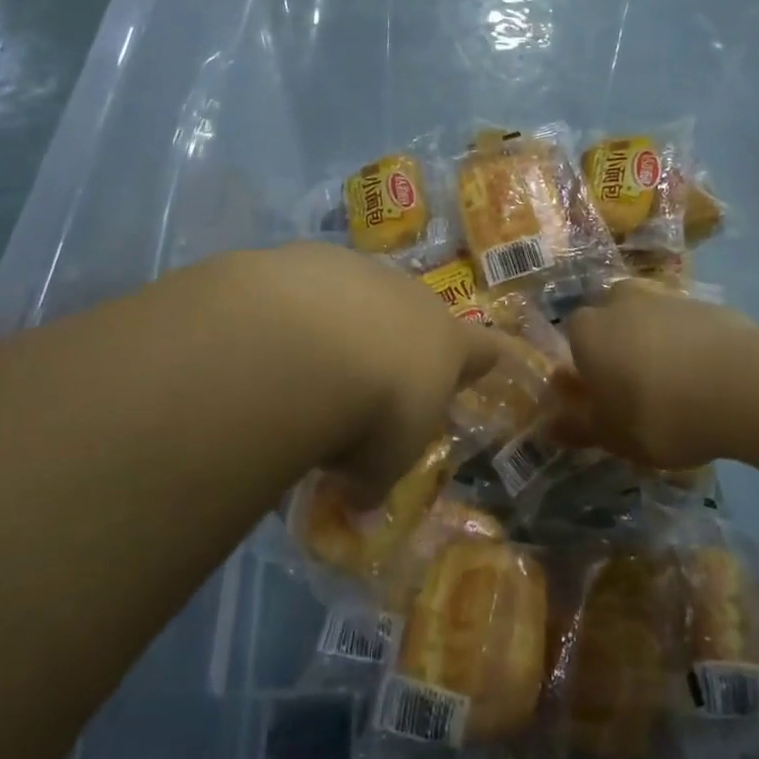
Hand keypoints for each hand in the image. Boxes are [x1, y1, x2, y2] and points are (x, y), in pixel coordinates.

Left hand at [199, 244, 503, 499]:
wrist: (307, 347)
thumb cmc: (372, 413)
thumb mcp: (383, 462)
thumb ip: (376, 474)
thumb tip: (361, 501)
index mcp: (447, 343)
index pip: (484, 348)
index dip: (485, 358)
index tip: (487, 362)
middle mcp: (411, 297)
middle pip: (415, 316)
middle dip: (397, 343)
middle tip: (368, 381)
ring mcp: (361, 270)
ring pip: (358, 295)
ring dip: (343, 323)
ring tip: (308, 362)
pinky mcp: (309, 256)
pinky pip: (307, 286)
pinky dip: (296, 310)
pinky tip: (272, 338)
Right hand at [562, 282, 758, 469]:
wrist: (740, 387)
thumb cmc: (656, 413)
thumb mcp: (610, 435)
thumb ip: (577, 427)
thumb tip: (550, 426)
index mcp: (588, 330)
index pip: (573, 339)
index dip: (586, 368)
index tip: (602, 397)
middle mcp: (621, 303)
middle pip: (613, 323)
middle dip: (620, 348)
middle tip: (637, 389)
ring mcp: (668, 300)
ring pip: (652, 322)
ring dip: (658, 347)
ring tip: (679, 390)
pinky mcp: (711, 306)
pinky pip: (690, 328)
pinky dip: (693, 348)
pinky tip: (710, 381)